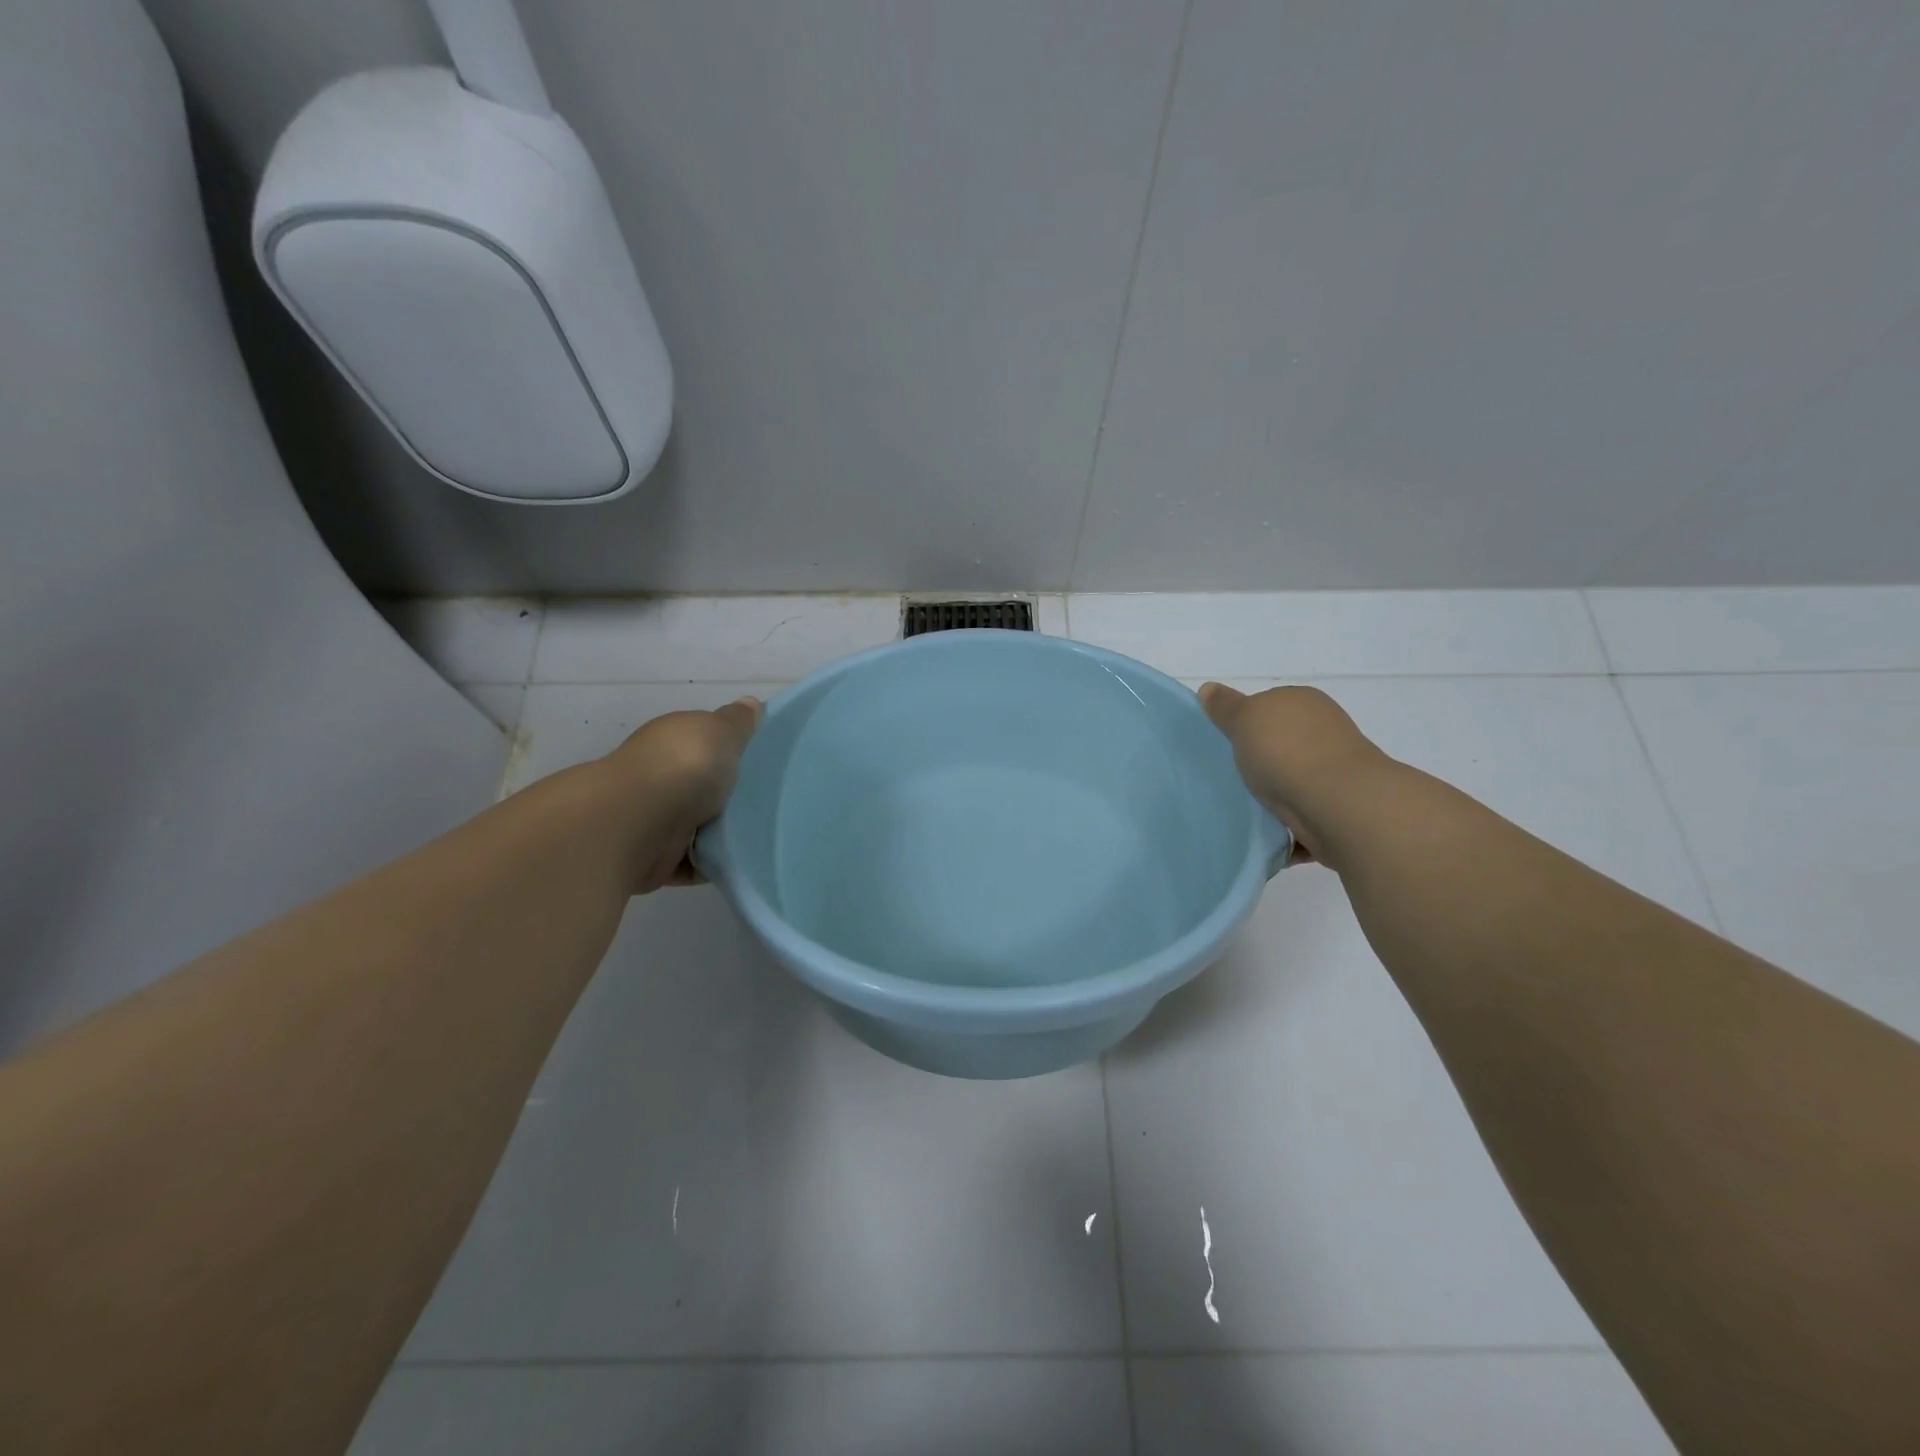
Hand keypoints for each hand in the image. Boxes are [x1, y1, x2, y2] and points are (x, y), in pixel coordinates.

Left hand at [596, 697, 761, 891]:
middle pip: (702, 785)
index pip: (703, 741)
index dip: (730, 748)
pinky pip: (692, 862)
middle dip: (728, 794)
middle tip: (770, 801)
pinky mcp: (655, 857)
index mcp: (672, 741)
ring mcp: (655, 818)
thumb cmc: (685, 767)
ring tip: (761, 835)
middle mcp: (660, 776)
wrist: (638, 823)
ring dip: (721, 832)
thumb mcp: (722, 731)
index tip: (761, 762)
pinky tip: (739, 863)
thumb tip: (750, 703)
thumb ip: (738, 721)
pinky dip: (710, 864)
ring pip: (697, 825)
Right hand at [1198, 683, 1390, 866]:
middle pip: (1282, 743)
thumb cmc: (1286, 751)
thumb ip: (1226, 707)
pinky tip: (1268, 835)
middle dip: (1262, 760)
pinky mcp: (1339, 808)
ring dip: (1276, 794)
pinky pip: (1304, 815)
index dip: (1247, 723)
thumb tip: (1208, 688)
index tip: (1228, 744)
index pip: (1270, 705)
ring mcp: (1335, 770)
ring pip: (1294, 779)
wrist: (1337, 804)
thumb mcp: (1243, 718)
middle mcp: (1324, 731)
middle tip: (1232, 776)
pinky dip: (1289, 826)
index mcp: (1303, 702)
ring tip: (1246, 808)